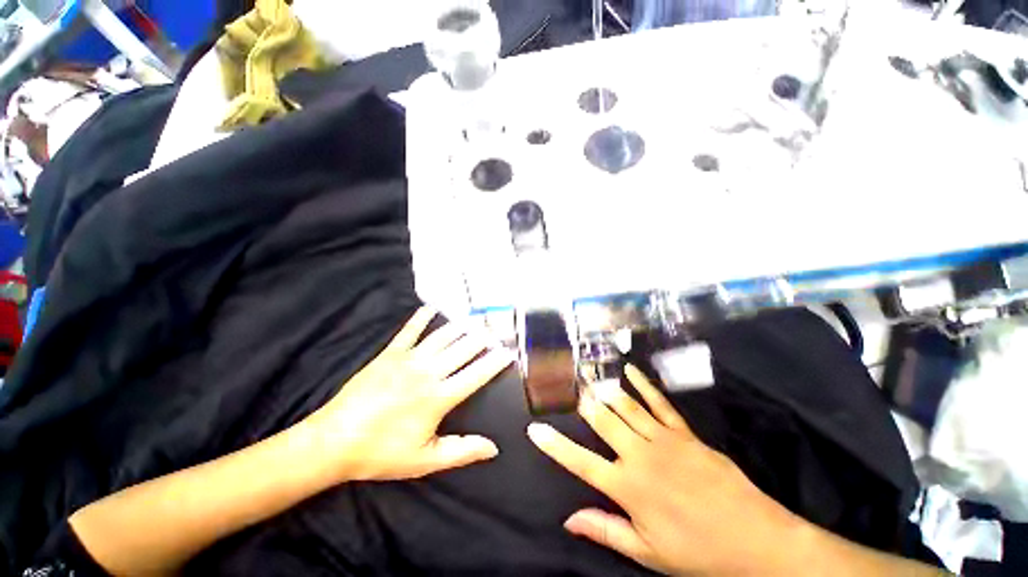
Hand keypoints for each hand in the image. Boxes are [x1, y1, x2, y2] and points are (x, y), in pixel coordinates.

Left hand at [306, 307, 513, 481]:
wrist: (333, 441)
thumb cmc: (381, 453)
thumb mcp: (424, 460)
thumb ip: (461, 451)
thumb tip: (493, 447)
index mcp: (438, 397)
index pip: (476, 374)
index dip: (495, 362)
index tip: (509, 352)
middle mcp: (428, 372)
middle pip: (463, 349)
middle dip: (483, 338)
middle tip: (497, 330)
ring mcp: (408, 359)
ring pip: (442, 336)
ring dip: (461, 326)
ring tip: (476, 318)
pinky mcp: (389, 354)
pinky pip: (409, 331)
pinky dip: (421, 318)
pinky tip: (431, 307)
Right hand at [527, 365, 811, 575]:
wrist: (754, 539)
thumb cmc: (697, 551)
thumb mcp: (647, 552)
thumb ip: (605, 530)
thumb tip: (568, 521)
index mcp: (628, 487)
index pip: (580, 462)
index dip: (554, 445)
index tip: (535, 429)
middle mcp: (639, 455)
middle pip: (602, 421)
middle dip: (583, 403)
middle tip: (568, 386)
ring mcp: (663, 439)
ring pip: (625, 406)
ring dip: (605, 389)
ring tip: (589, 374)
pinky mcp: (683, 432)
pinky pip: (659, 403)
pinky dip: (643, 385)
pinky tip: (629, 371)